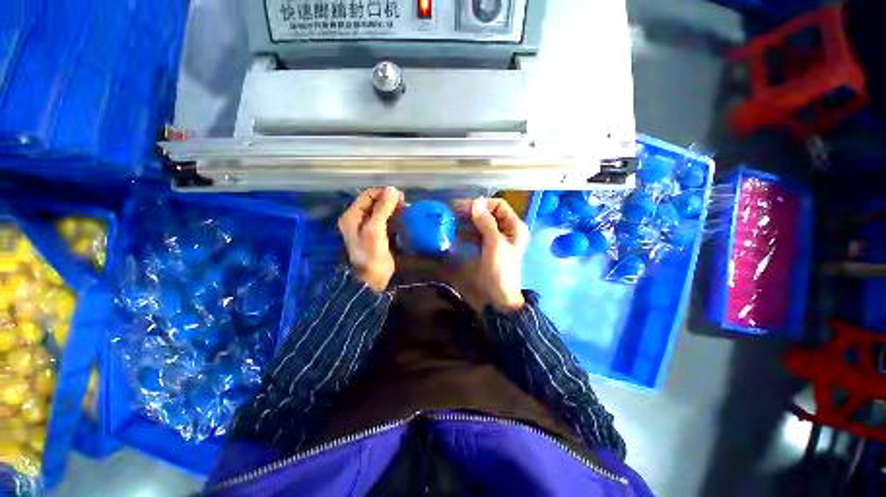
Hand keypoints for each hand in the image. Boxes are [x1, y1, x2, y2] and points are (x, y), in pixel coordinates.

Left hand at [338, 187, 403, 291]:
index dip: (383, 193)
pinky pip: (386, 221)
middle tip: (405, 203)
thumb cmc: (371, 253)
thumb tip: (392, 190)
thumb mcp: (375, 229)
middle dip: (389, 201)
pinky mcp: (377, 236)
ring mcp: (368, 228)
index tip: (399, 196)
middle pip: (374, 203)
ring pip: (381, 211)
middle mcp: (358, 220)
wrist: (372, 278)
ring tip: (406, 210)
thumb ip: (383, 209)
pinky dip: (394, 218)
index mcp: (352, 216)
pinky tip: (404, 219)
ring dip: (393, 209)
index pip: (367, 196)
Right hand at [451, 198, 528, 312]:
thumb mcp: (495, 244)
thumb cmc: (500, 269)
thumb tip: (476, 202)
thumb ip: (486, 222)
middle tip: (453, 211)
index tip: (465, 208)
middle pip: (489, 213)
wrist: (498, 296)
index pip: (499, 205)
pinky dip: (467, 232)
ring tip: (452, 220)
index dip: (483, 204)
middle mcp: (506, 230)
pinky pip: (476, 234)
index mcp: (514, 226)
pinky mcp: (486, 247)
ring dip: (467, 221)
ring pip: (481, 223)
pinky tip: (456, 232)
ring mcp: (495, 239)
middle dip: (472, 212)